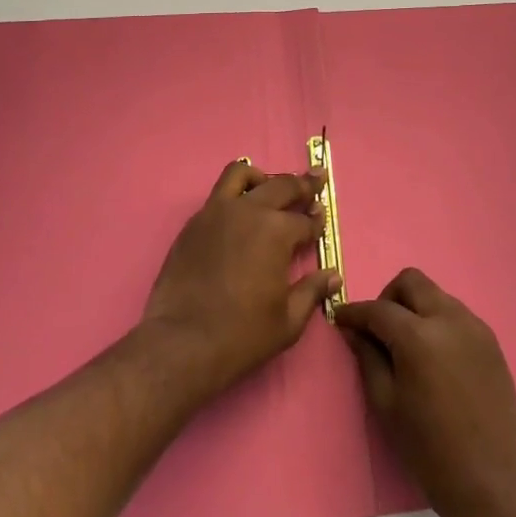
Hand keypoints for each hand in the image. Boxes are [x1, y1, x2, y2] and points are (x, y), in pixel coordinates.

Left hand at [141, 160, 341, 401]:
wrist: (181, 343)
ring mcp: (217, 213)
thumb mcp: (288, 321)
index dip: (317, 221)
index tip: (321, 220)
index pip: (305, 220)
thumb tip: (333, 275)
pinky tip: (238, 213)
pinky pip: (217, 194)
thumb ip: (312, 291)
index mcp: (277, 232)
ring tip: (269, 186)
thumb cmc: (242, 335)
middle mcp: (249, 211)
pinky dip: (234, 194)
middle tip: (316, 180)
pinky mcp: (194, 223)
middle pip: (282, 185)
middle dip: (303, 184)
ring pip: (242, 173)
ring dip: (261, 177)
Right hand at [336, 268, 515, 516]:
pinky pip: (456, 314)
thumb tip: (354, 330)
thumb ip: (368, 358)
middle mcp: (449, 318)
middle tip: (379, 330)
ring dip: (415, 308)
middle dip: (388, 298)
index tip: (340, 318)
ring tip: (408, 346)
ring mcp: (474, 326)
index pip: (378, 309)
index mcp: (419, 336)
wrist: (492, 482)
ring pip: (435, 294)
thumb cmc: (430, 450)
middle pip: (411, 282)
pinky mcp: (491, 340)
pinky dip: (438, 322)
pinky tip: (435, 357)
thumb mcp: (387, 405)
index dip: (355, 312)